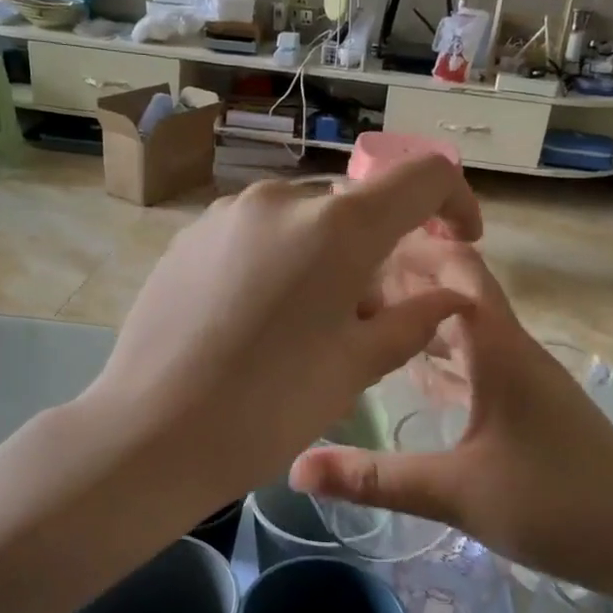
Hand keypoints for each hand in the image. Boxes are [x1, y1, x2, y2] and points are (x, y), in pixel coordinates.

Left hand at [90, 160, 481, 508]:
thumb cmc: (270, 408)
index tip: (461, 239)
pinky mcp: (189, 237)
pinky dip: (280, 261)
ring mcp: (227, 214)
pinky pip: (257, 235)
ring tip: (309, 323)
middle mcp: (281, 200)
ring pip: (304, 220)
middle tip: (371, 316)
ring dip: (326, 256)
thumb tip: (450, 298)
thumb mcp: (356, 369)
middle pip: (357, 205)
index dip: (455, 202)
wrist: (151, 434)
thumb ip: (413, 322)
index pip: (422, 179)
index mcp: (338, 226)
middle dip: (380, 249)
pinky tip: (258, 320)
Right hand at [290, 239, 612, 610]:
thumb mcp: (455, 492)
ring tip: (367, 315)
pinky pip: (476, 369)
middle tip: (346, 279)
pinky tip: (414, 376)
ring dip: (423, 320)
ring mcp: (525, 383)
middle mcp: (513, 353)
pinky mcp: (530, 413)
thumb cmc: (557, 505)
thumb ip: (374, 478)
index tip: (355, 243)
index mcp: (499, 349)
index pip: (456, 271)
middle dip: (409, 280)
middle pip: (458, 295)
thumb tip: (295, 467)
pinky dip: (442, 361)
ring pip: (466, 333)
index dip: (411, 248)